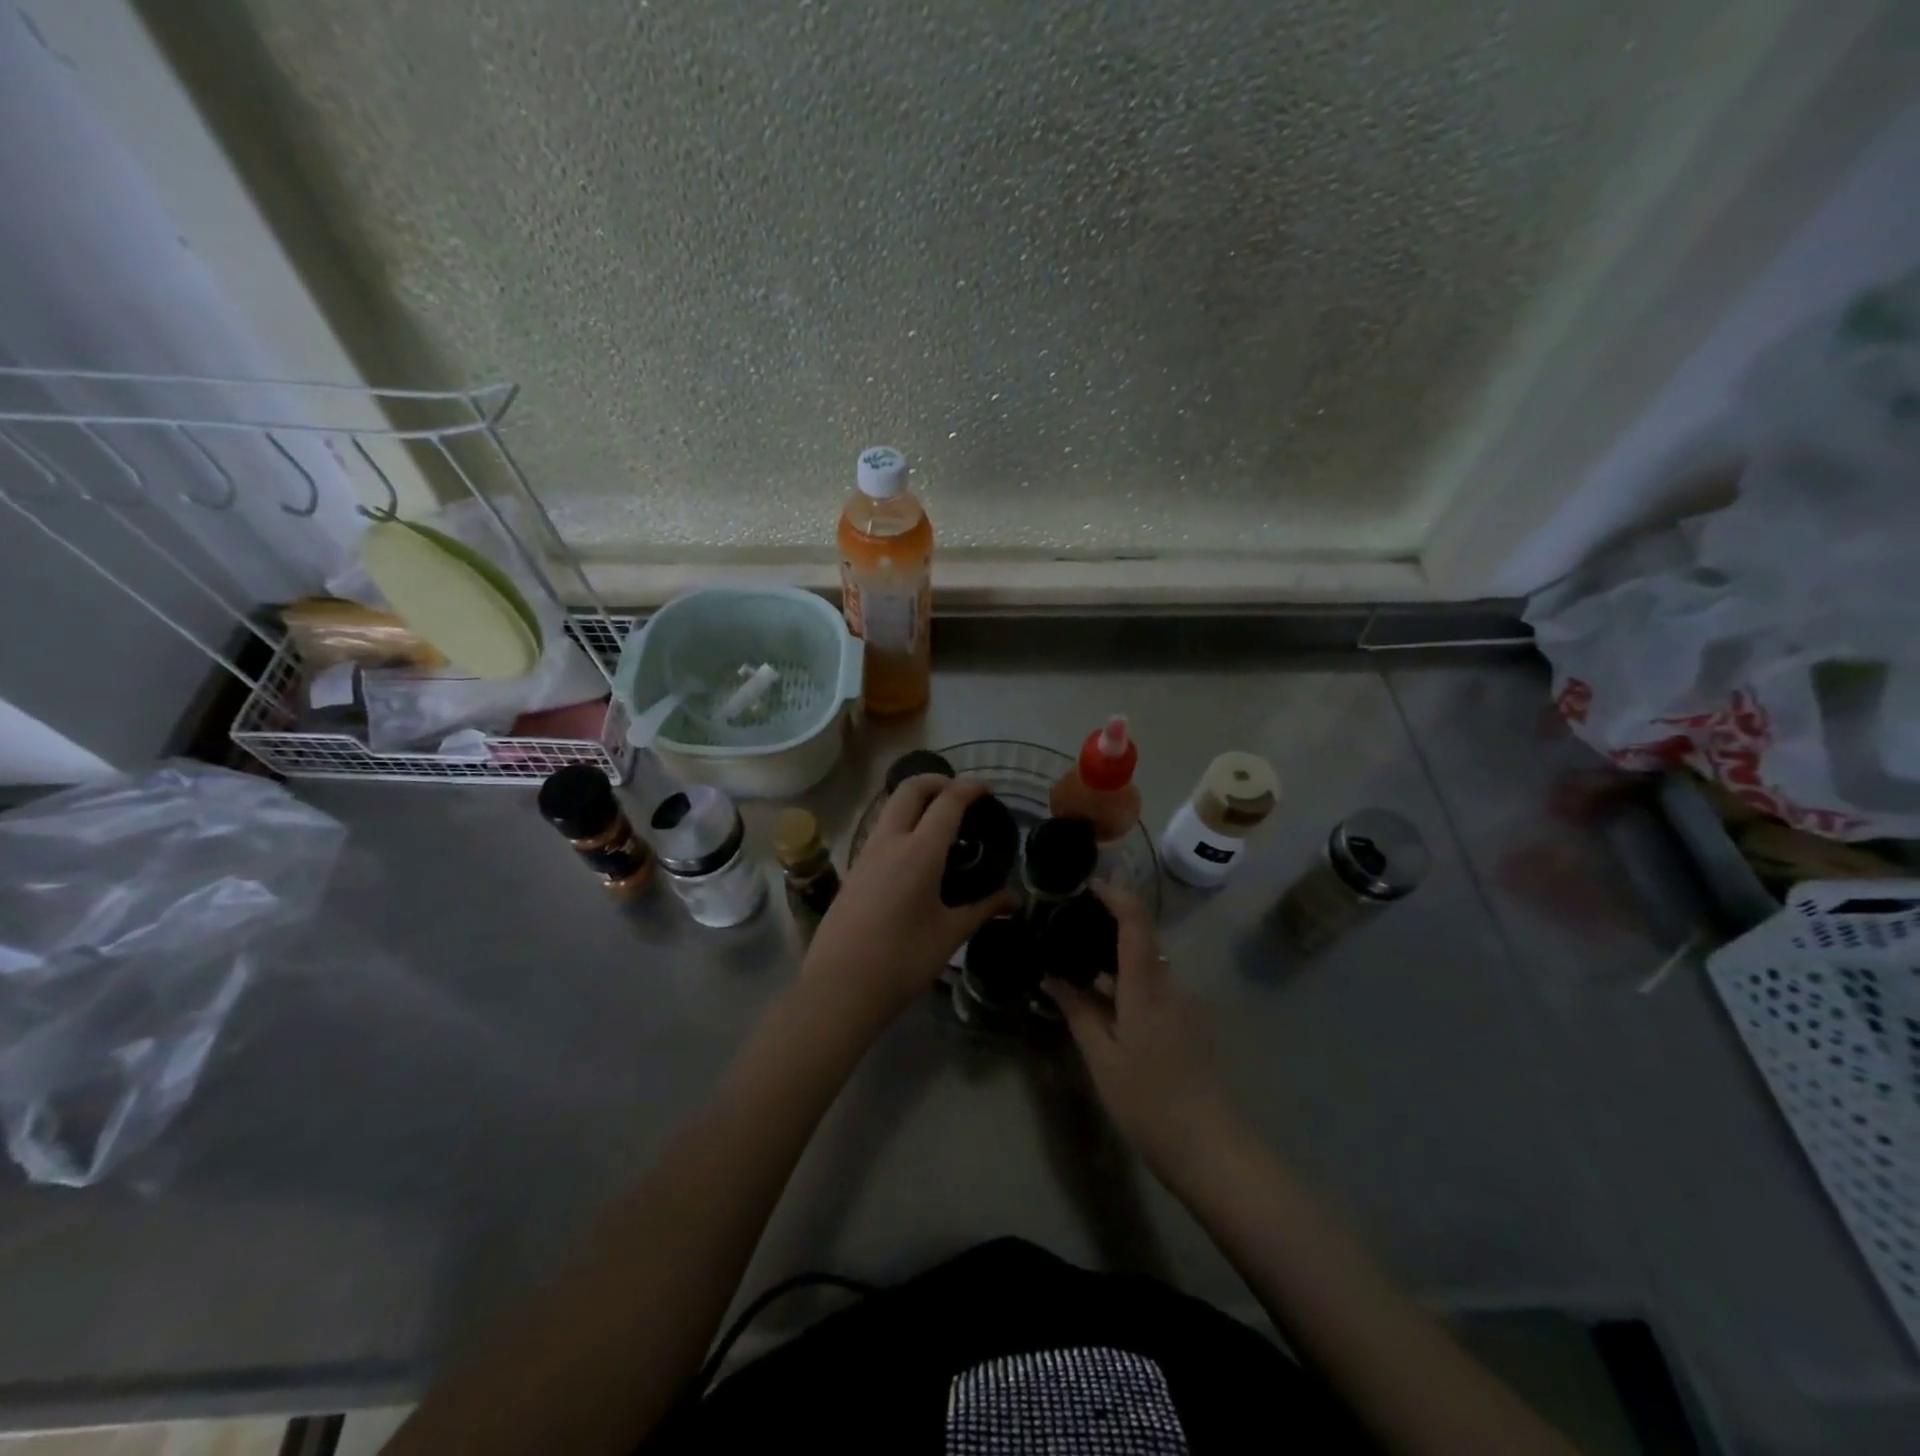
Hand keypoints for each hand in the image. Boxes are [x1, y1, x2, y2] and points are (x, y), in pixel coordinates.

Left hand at [801, 775, 1016, 1031]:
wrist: (839, 988)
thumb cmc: (902, 961)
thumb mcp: (949, 935)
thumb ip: (983, 909)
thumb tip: (1012, 899)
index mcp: (919, 852)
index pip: (947, 801)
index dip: (969, 788)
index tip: (986, 790)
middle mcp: (889, 842)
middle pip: (909, 789)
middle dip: (937, 781)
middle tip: (960, 796)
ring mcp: (865, 854)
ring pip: (889, 807)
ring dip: (915, 801)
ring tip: (940, 823)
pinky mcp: (852, 871)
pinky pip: (879, 831)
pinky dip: (901, 824)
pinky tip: (915, 854)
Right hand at [1046, 881, 1240, 1174]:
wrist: (1211, 1150)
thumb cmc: (1150, 1103)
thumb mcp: (1102, 1059)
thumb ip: (1078, 1011)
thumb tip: (1052, 976)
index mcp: (1147, 988)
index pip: (1136, 922)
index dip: (1115, 895)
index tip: (1086, 884)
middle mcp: (1169, 986)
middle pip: (1141, 938)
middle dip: (1106, 925)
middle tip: (1066, 927)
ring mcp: (1181, 1005)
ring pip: (1145, 965)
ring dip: (1113, 957)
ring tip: (1073, 963)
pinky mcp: (1185, 1023)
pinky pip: (1152, 987)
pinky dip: (1125, 982)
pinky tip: (1099, 1001)